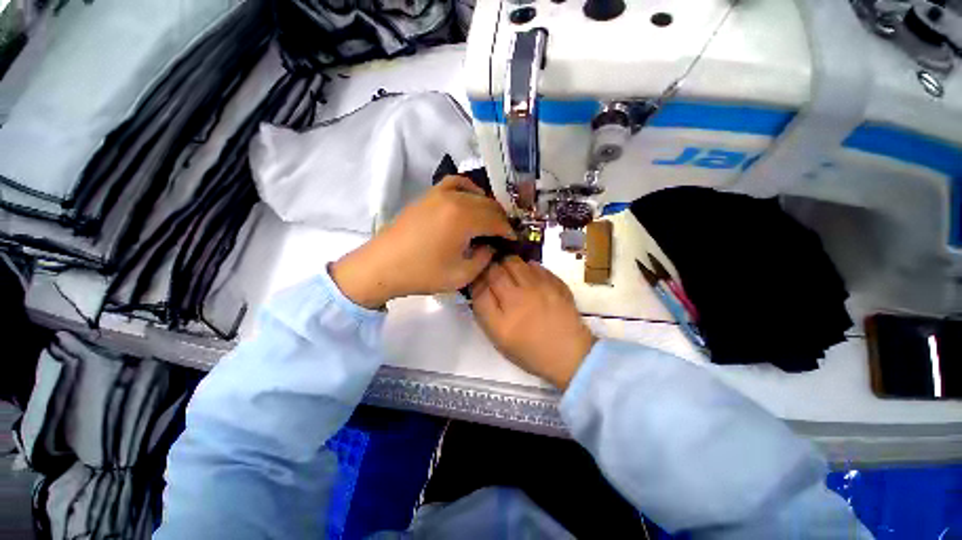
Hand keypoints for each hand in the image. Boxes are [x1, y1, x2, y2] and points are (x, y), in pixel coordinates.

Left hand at [331, 176, 514, 308]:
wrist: (383, 265)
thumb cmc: (423, 273)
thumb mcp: (462, 274)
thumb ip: (484, 258)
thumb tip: (490, 246)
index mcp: (464, 218)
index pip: (496, 220)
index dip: (508, 231)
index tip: (514, 240)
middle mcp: (454, 199)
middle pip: (488, 204)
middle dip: (500, 219)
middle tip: (503, 234)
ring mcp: (439, 193)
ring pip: (474, 192)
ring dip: (486, 205)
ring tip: (488, 220)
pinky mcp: (428, 195)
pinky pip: (454, 184)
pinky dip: (468, 190)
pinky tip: (469, 201)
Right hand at [471, 257, 595, 388]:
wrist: (570, 354)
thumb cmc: (530, 351)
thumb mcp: (499, 339)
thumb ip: (485, 312)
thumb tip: (480, 286)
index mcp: (502, 320)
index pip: (479, 288)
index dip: (476, 280)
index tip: (479, 280)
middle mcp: (519, 299)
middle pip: (495, 270)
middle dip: (490, 269)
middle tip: (493, 275)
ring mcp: (539, 288)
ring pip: (514, 262)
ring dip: (507, 265)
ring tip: (510, 274)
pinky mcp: (555, 283)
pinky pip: (535, 265)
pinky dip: (527, 268)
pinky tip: (528, 278)